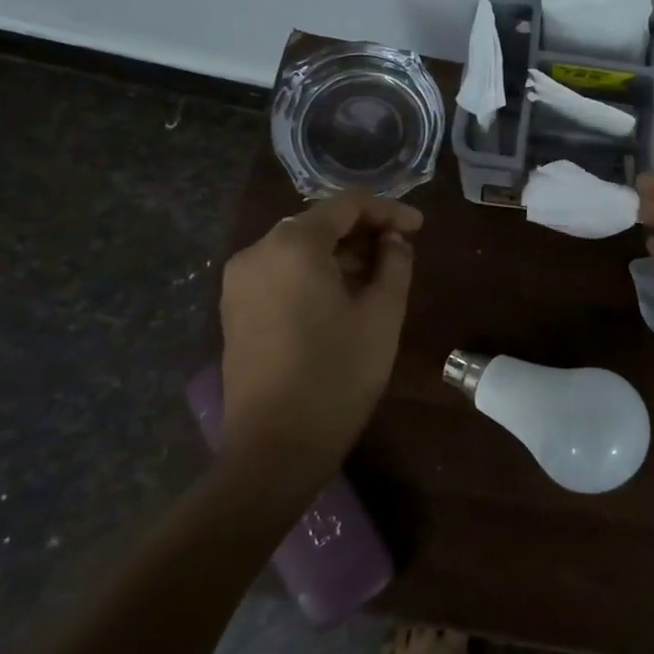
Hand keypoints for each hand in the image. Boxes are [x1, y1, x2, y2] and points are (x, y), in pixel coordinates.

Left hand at [219, 192, 422, 469]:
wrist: (275, 447)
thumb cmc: (337, 375)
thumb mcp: (382, 315)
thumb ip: (395, 264)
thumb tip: (394, 241)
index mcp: (293, 245)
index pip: (346, 206)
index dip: (388, 210)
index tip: (419, 227)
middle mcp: (257, 252)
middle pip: (318, 224)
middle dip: (362, 232)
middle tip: (401, 251)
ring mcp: (239, 282)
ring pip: (297, 249)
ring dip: (338, 254)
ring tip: (377, 275)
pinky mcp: (233, 310)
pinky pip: (280, 273)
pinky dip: (313, 273)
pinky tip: (341, 296)